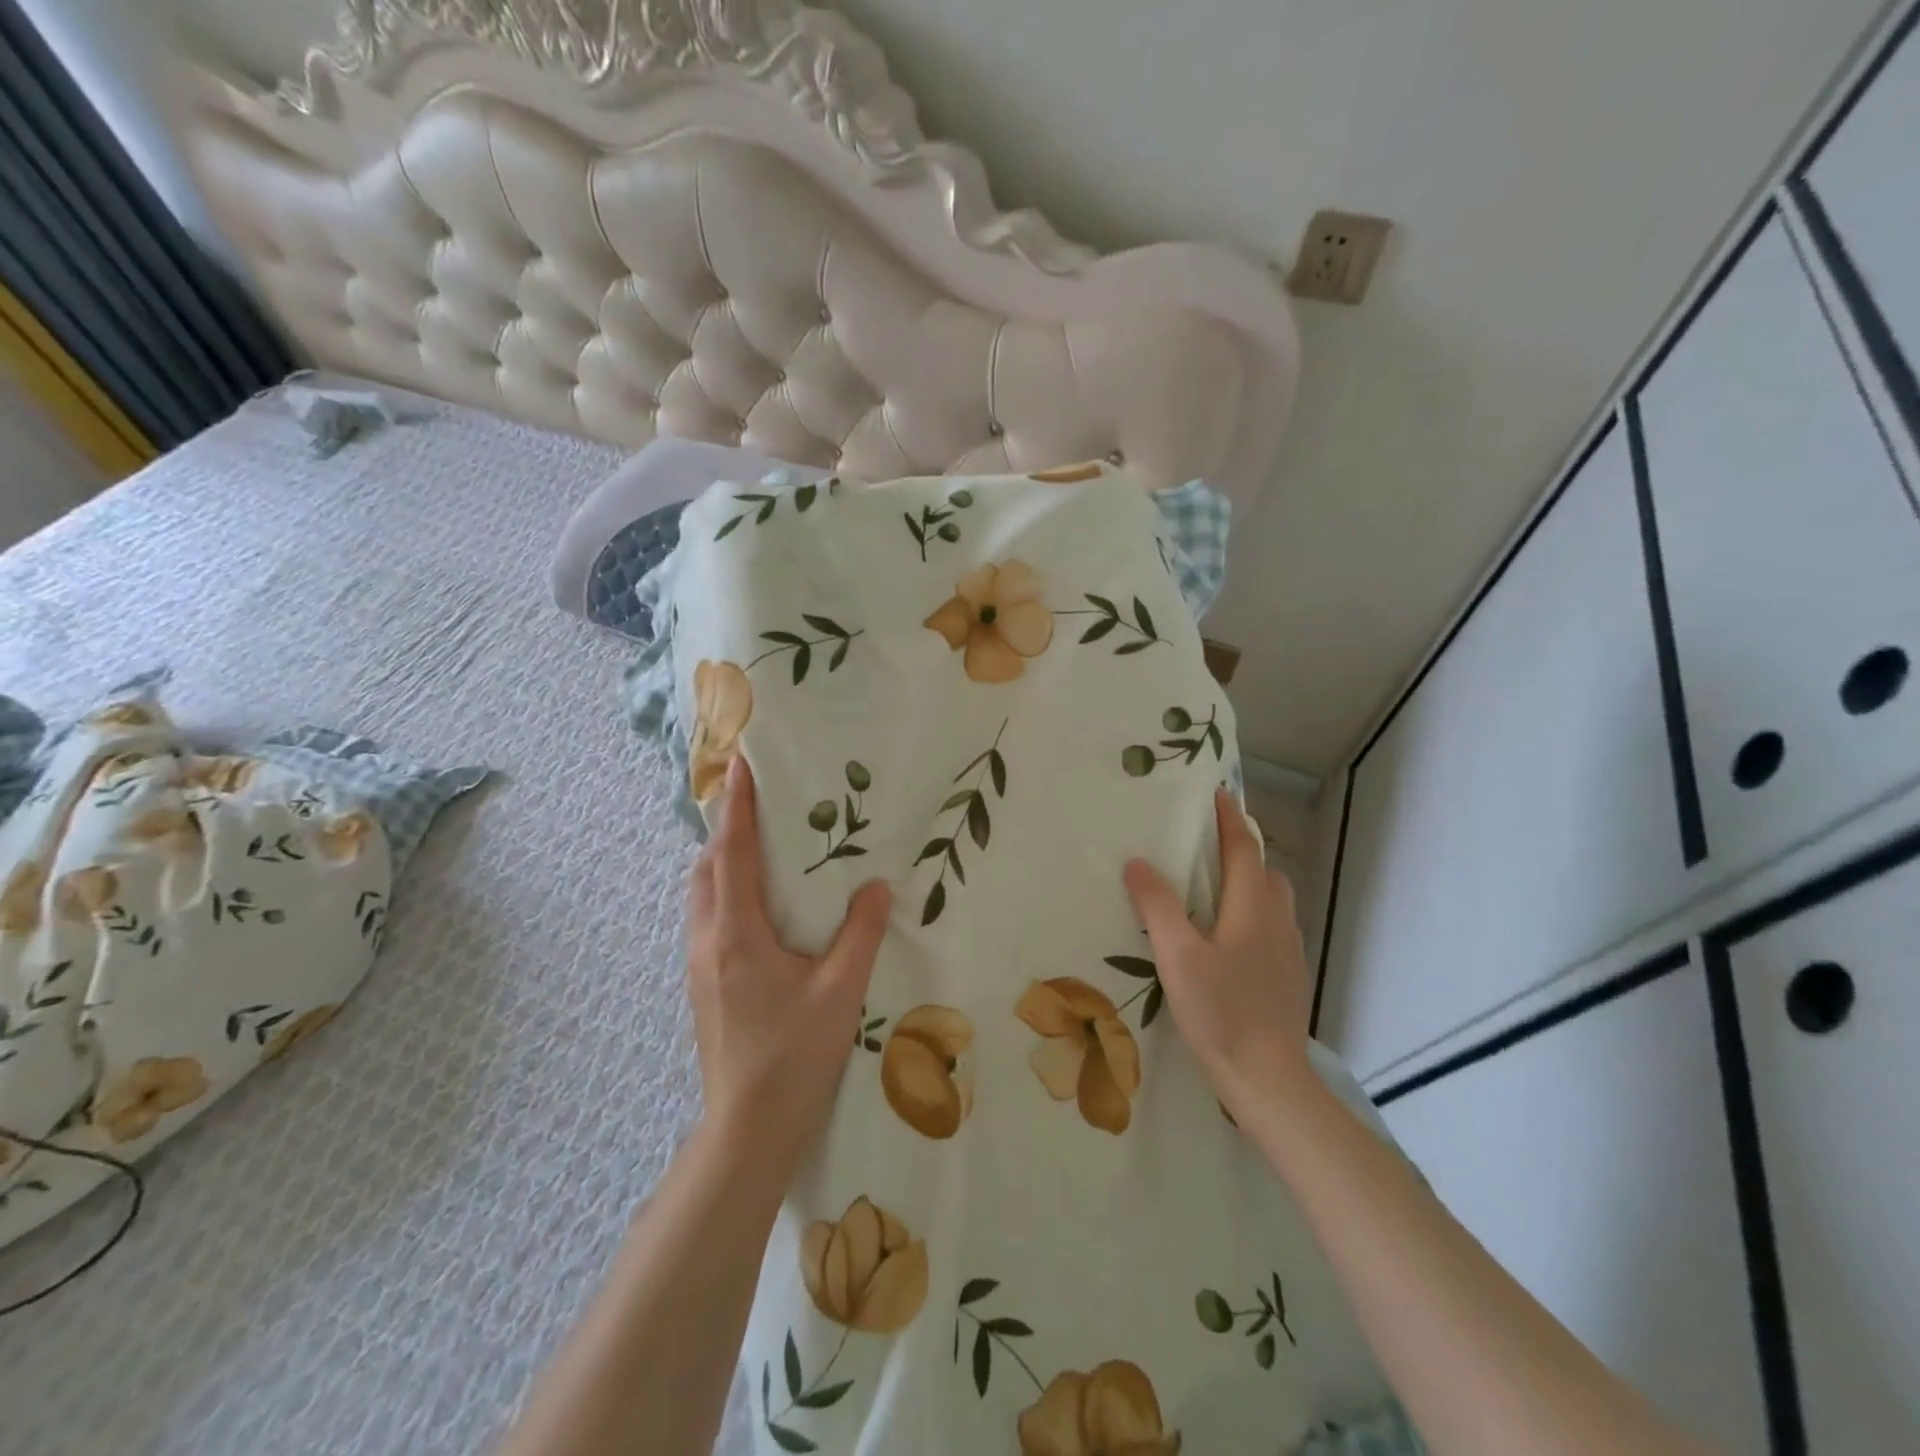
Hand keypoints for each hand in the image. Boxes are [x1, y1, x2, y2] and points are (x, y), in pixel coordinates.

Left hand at [686, 756, 892, 1184]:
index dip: (736, 805)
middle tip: (758, 802)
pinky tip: (757, 905)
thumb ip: (861, 933)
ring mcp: (700, 965)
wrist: (748, 1129)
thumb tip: (877, 884)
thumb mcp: (841, 991)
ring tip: (759, 845)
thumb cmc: (795, 1056)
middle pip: (706, 867)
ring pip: (701, 894)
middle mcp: (708, 940)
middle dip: (726, 827)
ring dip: (722, 860)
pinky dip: (724, 890)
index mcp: (737, 933)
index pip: (732, 853)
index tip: (741, 764)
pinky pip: (707, 918)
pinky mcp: (704, 985)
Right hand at [1123, 789, 1312, 1116]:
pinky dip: (1254, 911)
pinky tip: (1230, 936)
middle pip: (1264, 869)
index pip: (1243, 848)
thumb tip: (1138, 861)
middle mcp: (1277, 920)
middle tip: (1208, 840)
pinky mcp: (1289, 975)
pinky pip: (1273, 925)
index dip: (1229, 818)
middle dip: (1242, 847)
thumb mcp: (1177, 956)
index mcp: (1252, 907)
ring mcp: (1289, 950)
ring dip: (1250, 879)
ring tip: (1215, 885)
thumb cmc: (1220, 1011)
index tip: (1216, 792)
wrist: (1267, 1077)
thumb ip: (1157, 906)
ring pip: (1273, 899)